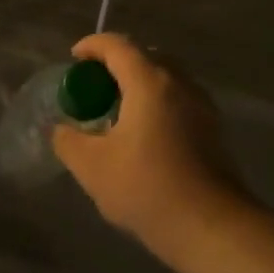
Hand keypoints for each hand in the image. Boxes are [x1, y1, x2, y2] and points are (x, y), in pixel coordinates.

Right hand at [52, 33, 252, 261]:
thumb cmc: (146, 188)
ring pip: (166, 80)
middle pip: (146, 57)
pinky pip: (178, 101)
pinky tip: (142, 136)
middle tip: (94, 88)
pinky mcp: (213, 130)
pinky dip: (156, 104)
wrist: (211, 226)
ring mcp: (202, 106)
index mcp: (150, 82)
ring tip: (116, 113)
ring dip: (139, 86)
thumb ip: (68, 141)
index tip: (74, 60)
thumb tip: (59, 130)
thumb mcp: (92, 166)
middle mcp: (180, 84)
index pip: (118, 46)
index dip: (92, 46)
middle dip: (116, 64)